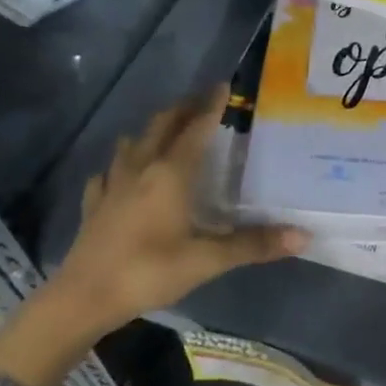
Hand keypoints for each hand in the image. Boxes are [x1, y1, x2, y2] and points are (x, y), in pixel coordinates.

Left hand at [56, 84, 307, 326]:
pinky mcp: (94, 206)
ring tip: (165, 131)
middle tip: (200, 102)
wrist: (82, 299)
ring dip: (151, 132)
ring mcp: (112, 186)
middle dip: (182, 110)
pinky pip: (107, 174)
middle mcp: (141, 169)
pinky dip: (119, 165)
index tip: (223, 86)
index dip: (211, 106)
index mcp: (170, 173)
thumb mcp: (206, 261)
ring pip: (132, 144)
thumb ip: (254, 245)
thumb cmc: (148, 272)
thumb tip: (303, 236)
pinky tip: (119, 174)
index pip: (196, 129)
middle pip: (161, 126)